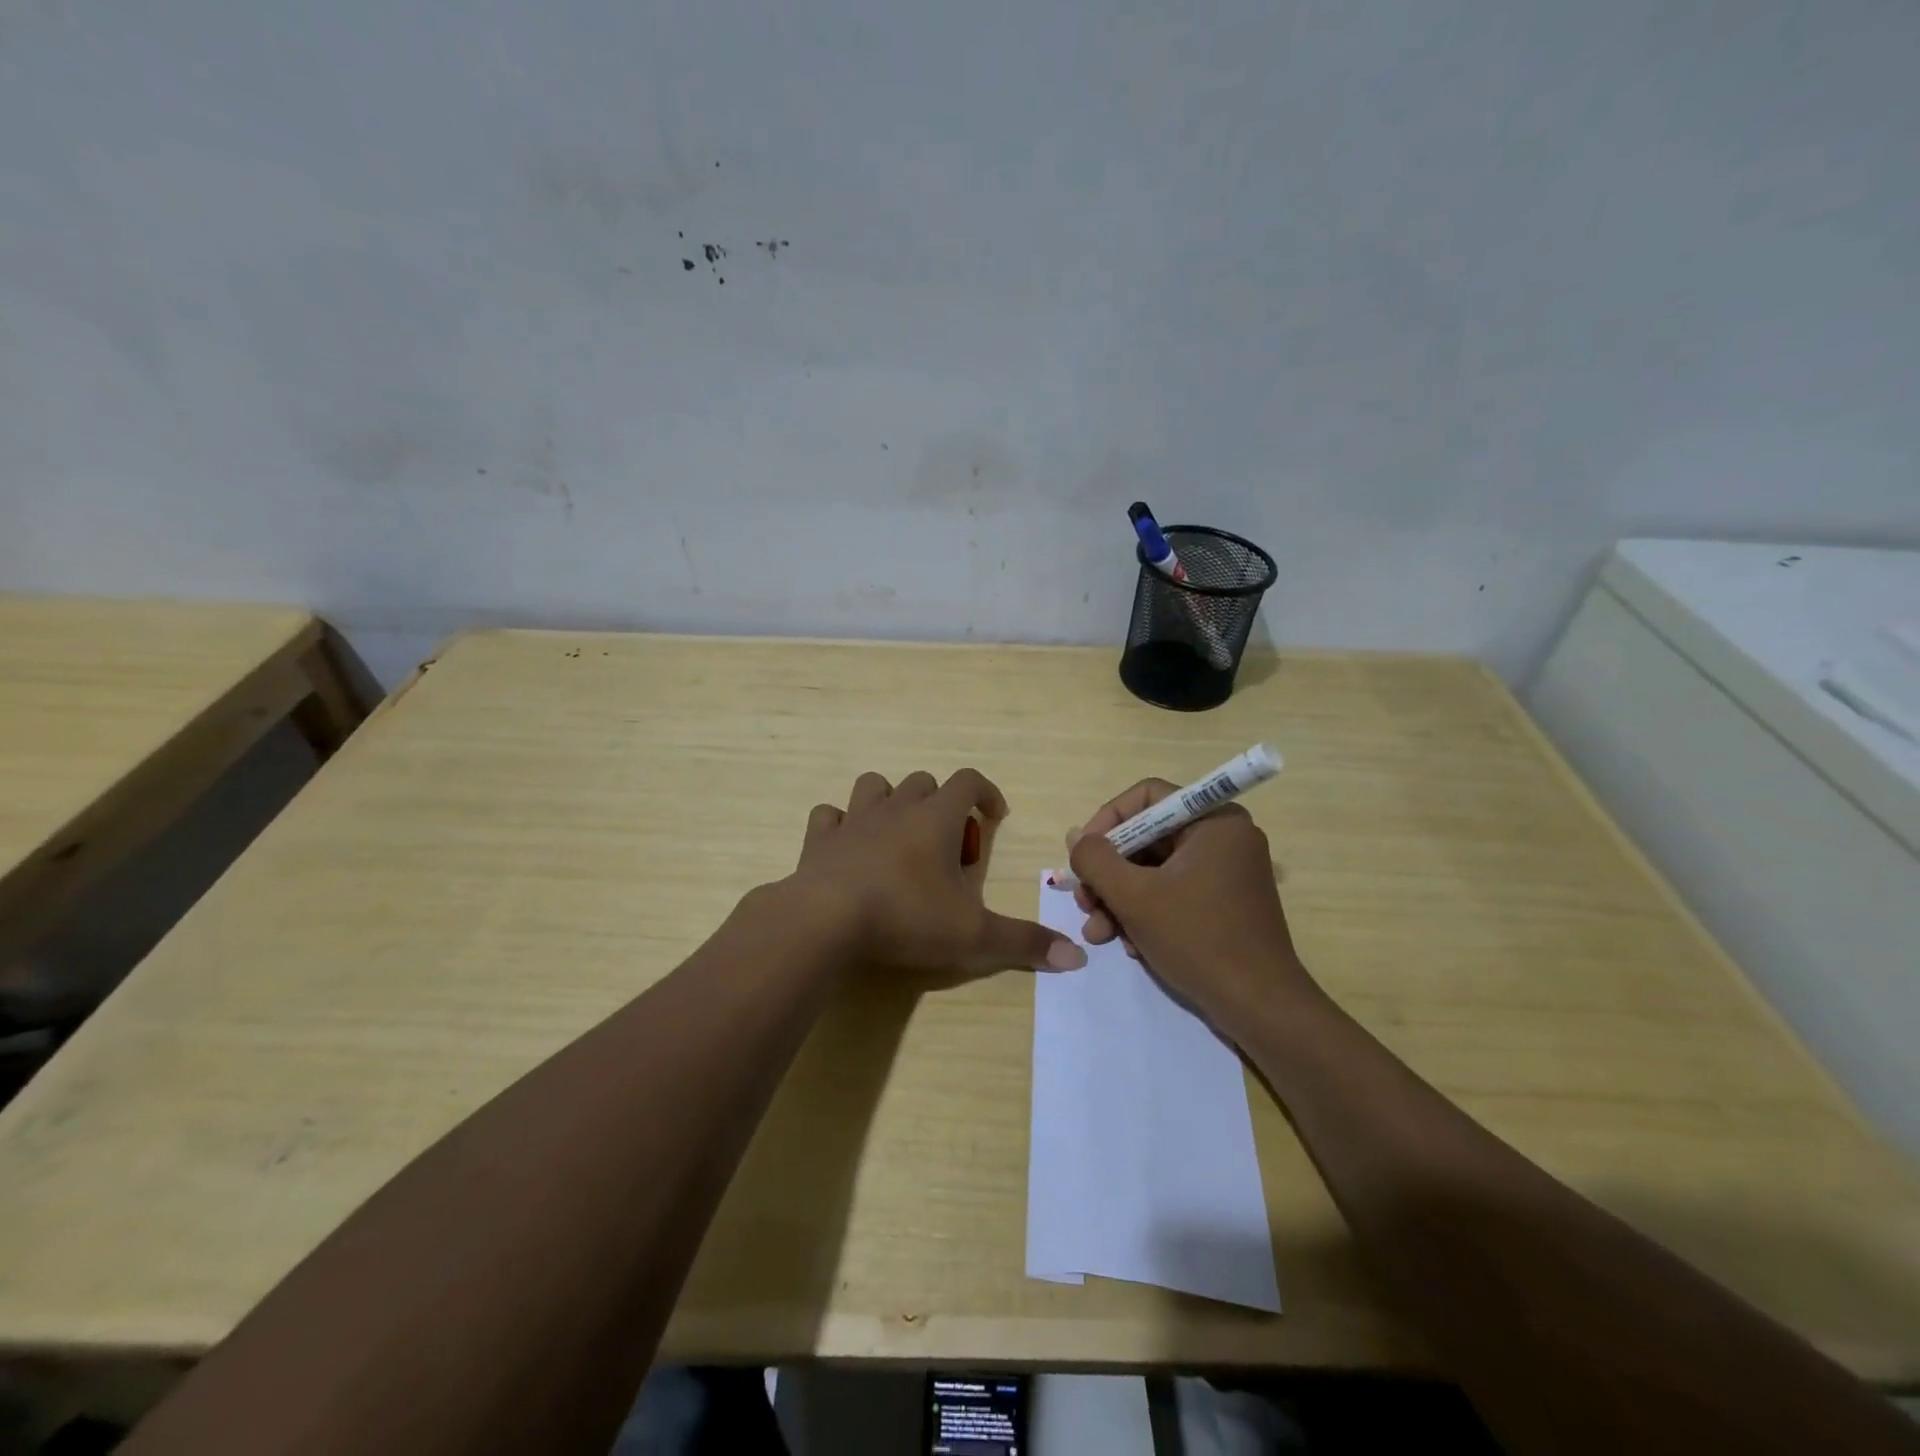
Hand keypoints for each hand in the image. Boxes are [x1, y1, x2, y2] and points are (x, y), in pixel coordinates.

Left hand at [785, 768, 1087, 975]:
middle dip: (941, 805)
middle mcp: (897, 808)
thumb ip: (1025, 944)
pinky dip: (841, 825)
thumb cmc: (907, 918)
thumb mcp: (975, 936)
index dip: (986, 793)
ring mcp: (854, 820)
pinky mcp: (820, 840)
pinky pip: (829, 816)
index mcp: (937, 818)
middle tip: (947, 848)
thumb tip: (1077, 958)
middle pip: (924, 782)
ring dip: (890, 802)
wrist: (827, 920)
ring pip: (875, 786)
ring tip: (898, 839)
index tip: (995, 817)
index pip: (969, 781)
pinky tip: (848, 850)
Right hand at [1066, 779, 1310, 1026]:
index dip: (1107, 821)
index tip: (1083, 855)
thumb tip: (1076, 836)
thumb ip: (1096, 860)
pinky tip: (1130, 945)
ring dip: (1121, 899)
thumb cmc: (1198, 939)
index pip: (1147, 797)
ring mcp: (1227, 871)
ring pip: (1155, 869)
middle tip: (1084, 902)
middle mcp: (1224, 837)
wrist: (1259, 1007)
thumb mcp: (1134, 897)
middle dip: (1109, 873)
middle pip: (1148, 837)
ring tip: (1099, 933)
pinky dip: (1147, 912)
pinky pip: (1174, 891)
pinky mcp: (1225, 902)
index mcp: (1214, 820)